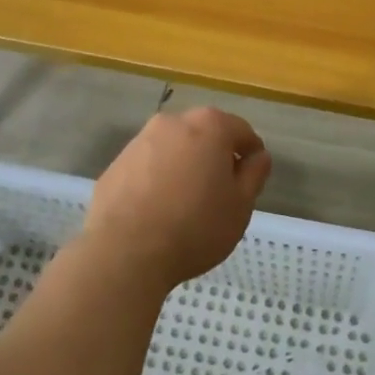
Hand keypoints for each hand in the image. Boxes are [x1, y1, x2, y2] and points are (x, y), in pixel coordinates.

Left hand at [82, 108, 272, 289]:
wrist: (124, 252)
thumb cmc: (195, 227)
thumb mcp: (240, 206)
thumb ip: (254, 175)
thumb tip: (258, 157)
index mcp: (210, 126)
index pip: (242, 131)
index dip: (251, 155)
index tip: (250, 181)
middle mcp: (173, 123)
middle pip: (205, 134)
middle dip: (215, 157)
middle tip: (220, 194)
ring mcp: (139, 141)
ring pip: (174, 149)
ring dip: (184, 167)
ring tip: (186, 205)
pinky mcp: (116, 164)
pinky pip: (147, 167)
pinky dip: (157, 180)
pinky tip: (157, 211)